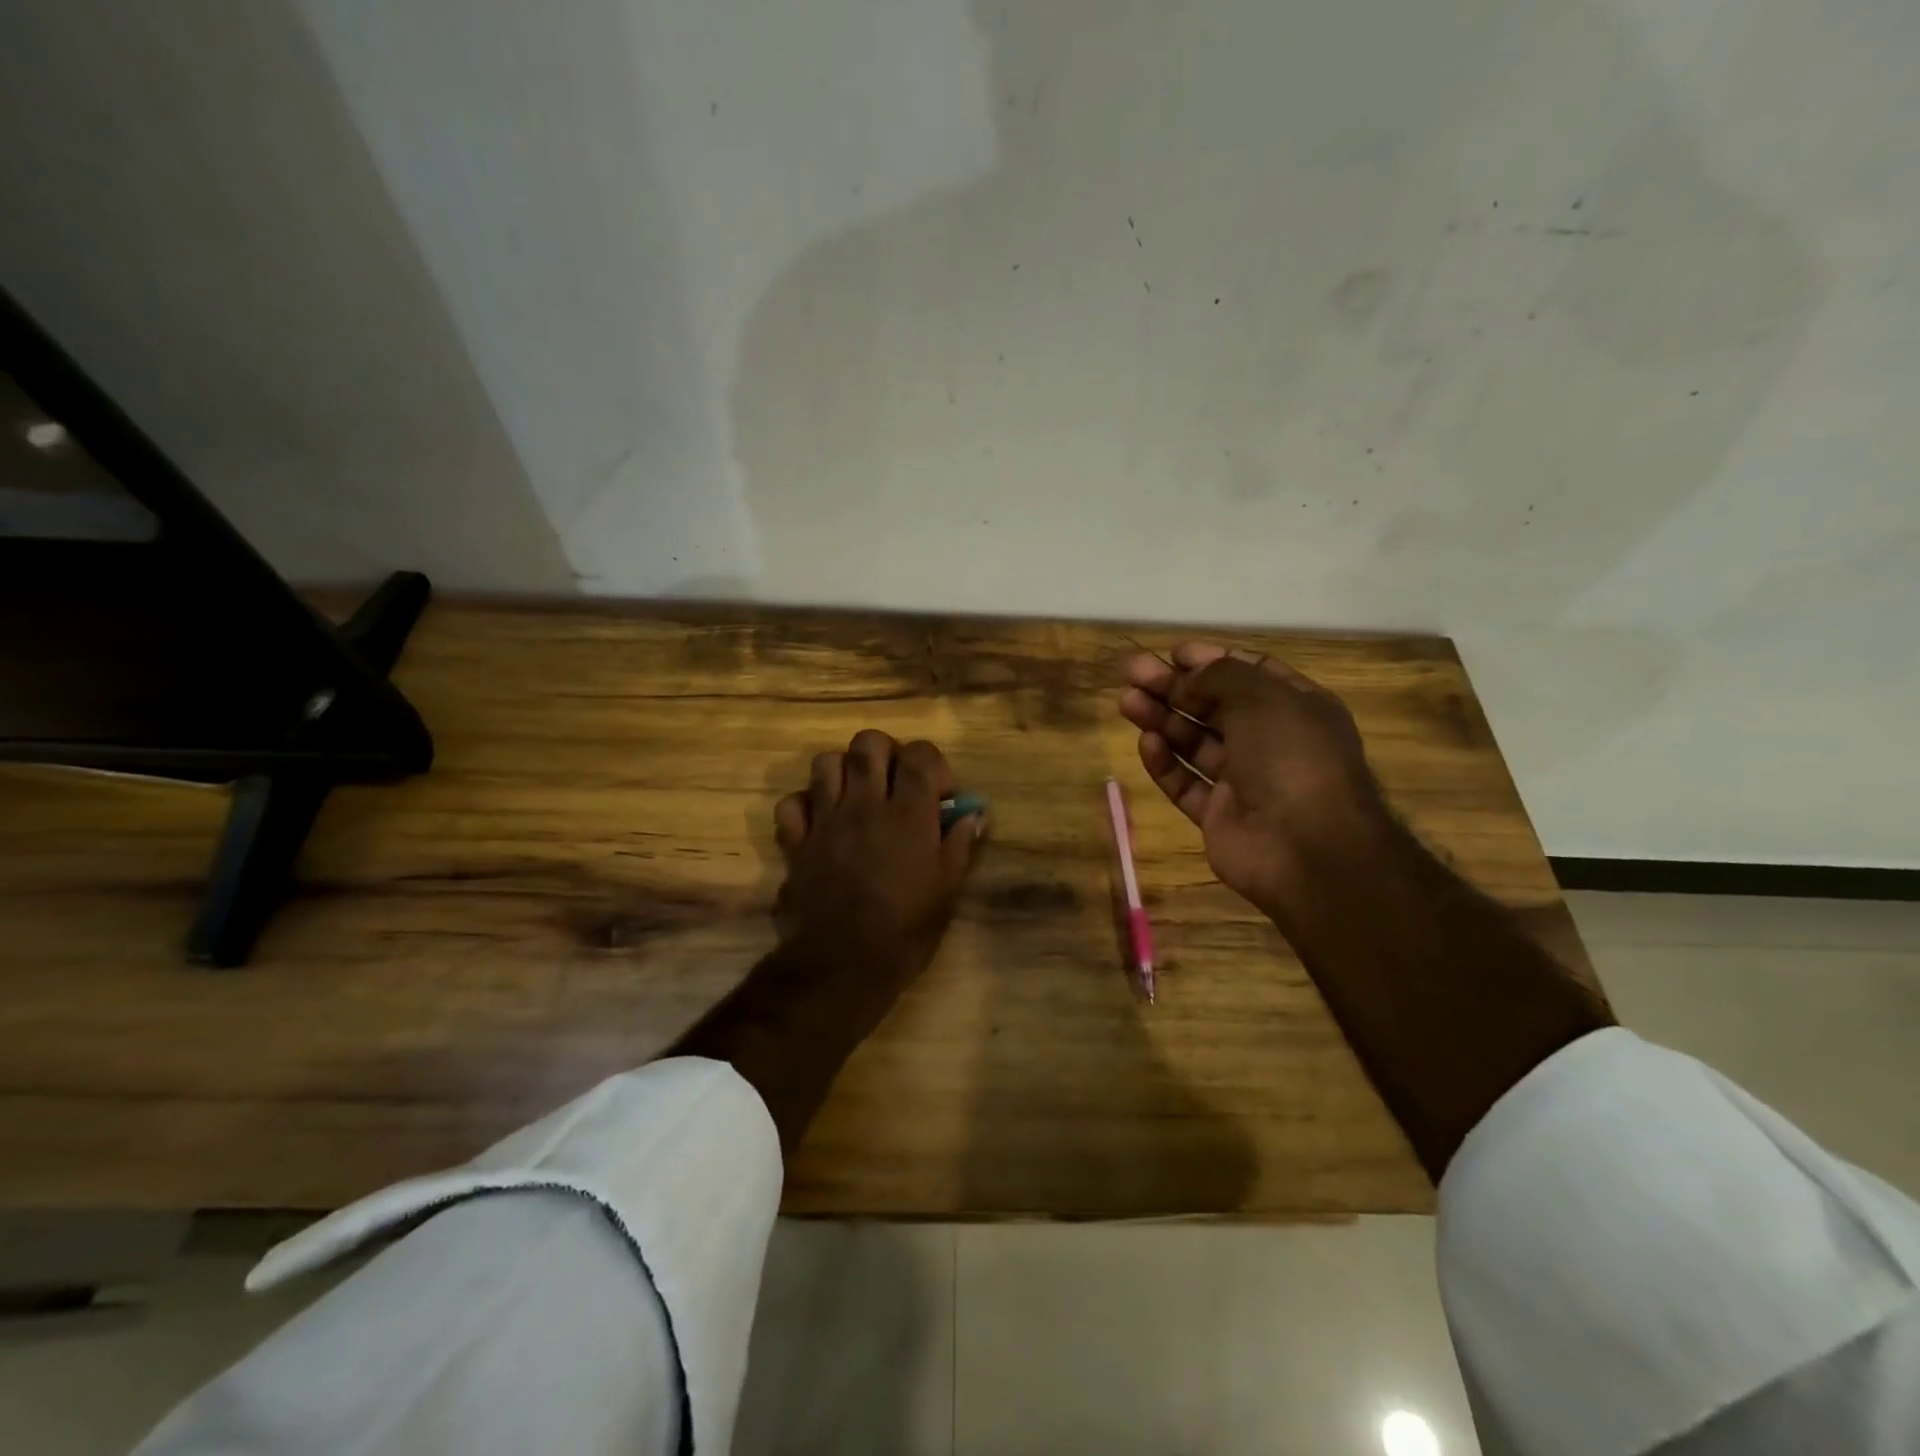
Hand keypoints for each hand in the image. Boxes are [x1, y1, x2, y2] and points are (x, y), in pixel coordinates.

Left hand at [772, 729, 983, 990]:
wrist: (843, 964)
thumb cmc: (905, 930)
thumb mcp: (947, 890)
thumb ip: (959, 844)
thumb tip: (973, 814)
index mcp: (908, 813)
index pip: (920, 754)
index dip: (933, 763)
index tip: (939, 794)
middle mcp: (865, 804)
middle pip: (868, 743)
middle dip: (885, 752)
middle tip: (895, 781)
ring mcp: (826, 820)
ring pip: (825, 762)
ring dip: (843, 770)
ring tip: (857, 795)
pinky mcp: (797, 842)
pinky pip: (791, 803)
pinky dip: (805, 804)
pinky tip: (820, 821)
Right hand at [1118, 643, 1389, 920]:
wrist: (1306, 848)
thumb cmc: (1291, 758)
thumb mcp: (1262, 698)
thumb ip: (1221, 677)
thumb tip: (1190, 676)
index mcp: (1294, 708)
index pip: (1248, 674)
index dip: (1210, 660)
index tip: (1172, 653)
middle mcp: (1270, 741)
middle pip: (1213, 706)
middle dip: (1173, 687)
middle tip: (1133, 673)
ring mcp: (1244, 781)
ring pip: (1194, 743)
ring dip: (1161, 719)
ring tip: (1127, 702)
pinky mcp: (1218, 815)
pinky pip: (1187, 783)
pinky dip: (1166, 763)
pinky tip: (1147, 743)